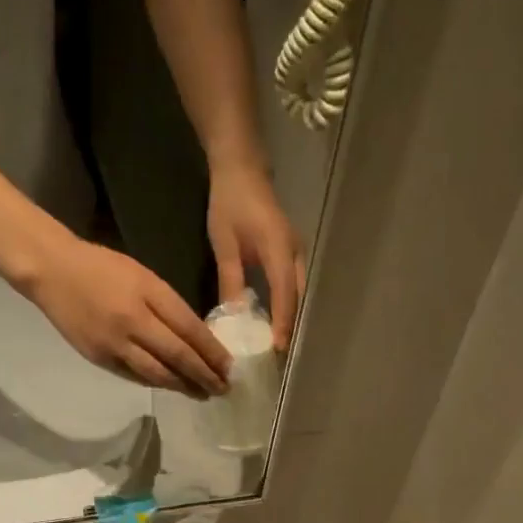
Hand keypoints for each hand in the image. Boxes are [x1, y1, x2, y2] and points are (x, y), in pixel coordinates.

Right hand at [25, 235, 231, 395]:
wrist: (52, 270)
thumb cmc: (102, 267)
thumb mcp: (143, 276)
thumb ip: (170, 306)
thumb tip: (197, 338)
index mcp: (148, 295)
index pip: (190, 330)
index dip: (212, 352)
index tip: (230, 367)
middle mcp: (133, 322)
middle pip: (178, 357)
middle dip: (204, 376)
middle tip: (223, 389)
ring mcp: (114, 344)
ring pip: (157, 374)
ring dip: (183, 387)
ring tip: (202, 394)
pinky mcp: (99, 358)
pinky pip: (135, 376)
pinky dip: (156, 383)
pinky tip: (172, 387)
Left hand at [207, 158, 303, 349]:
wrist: (241, 167)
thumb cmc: (230, 202)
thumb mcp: (224, 244)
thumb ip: (231, 281)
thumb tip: (235, 317)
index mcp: (278, 250)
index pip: (284, 295)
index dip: (283, 324)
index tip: (279, 350)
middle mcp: (295, 254)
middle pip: (297, 298)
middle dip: (290, 327)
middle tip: (278, 355)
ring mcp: (296, 252)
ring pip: (298, 293)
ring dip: (290, 317)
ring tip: (277, 343)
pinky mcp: (291, 253)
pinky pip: (293, 285)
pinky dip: (287, 304)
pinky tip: (275, 320)